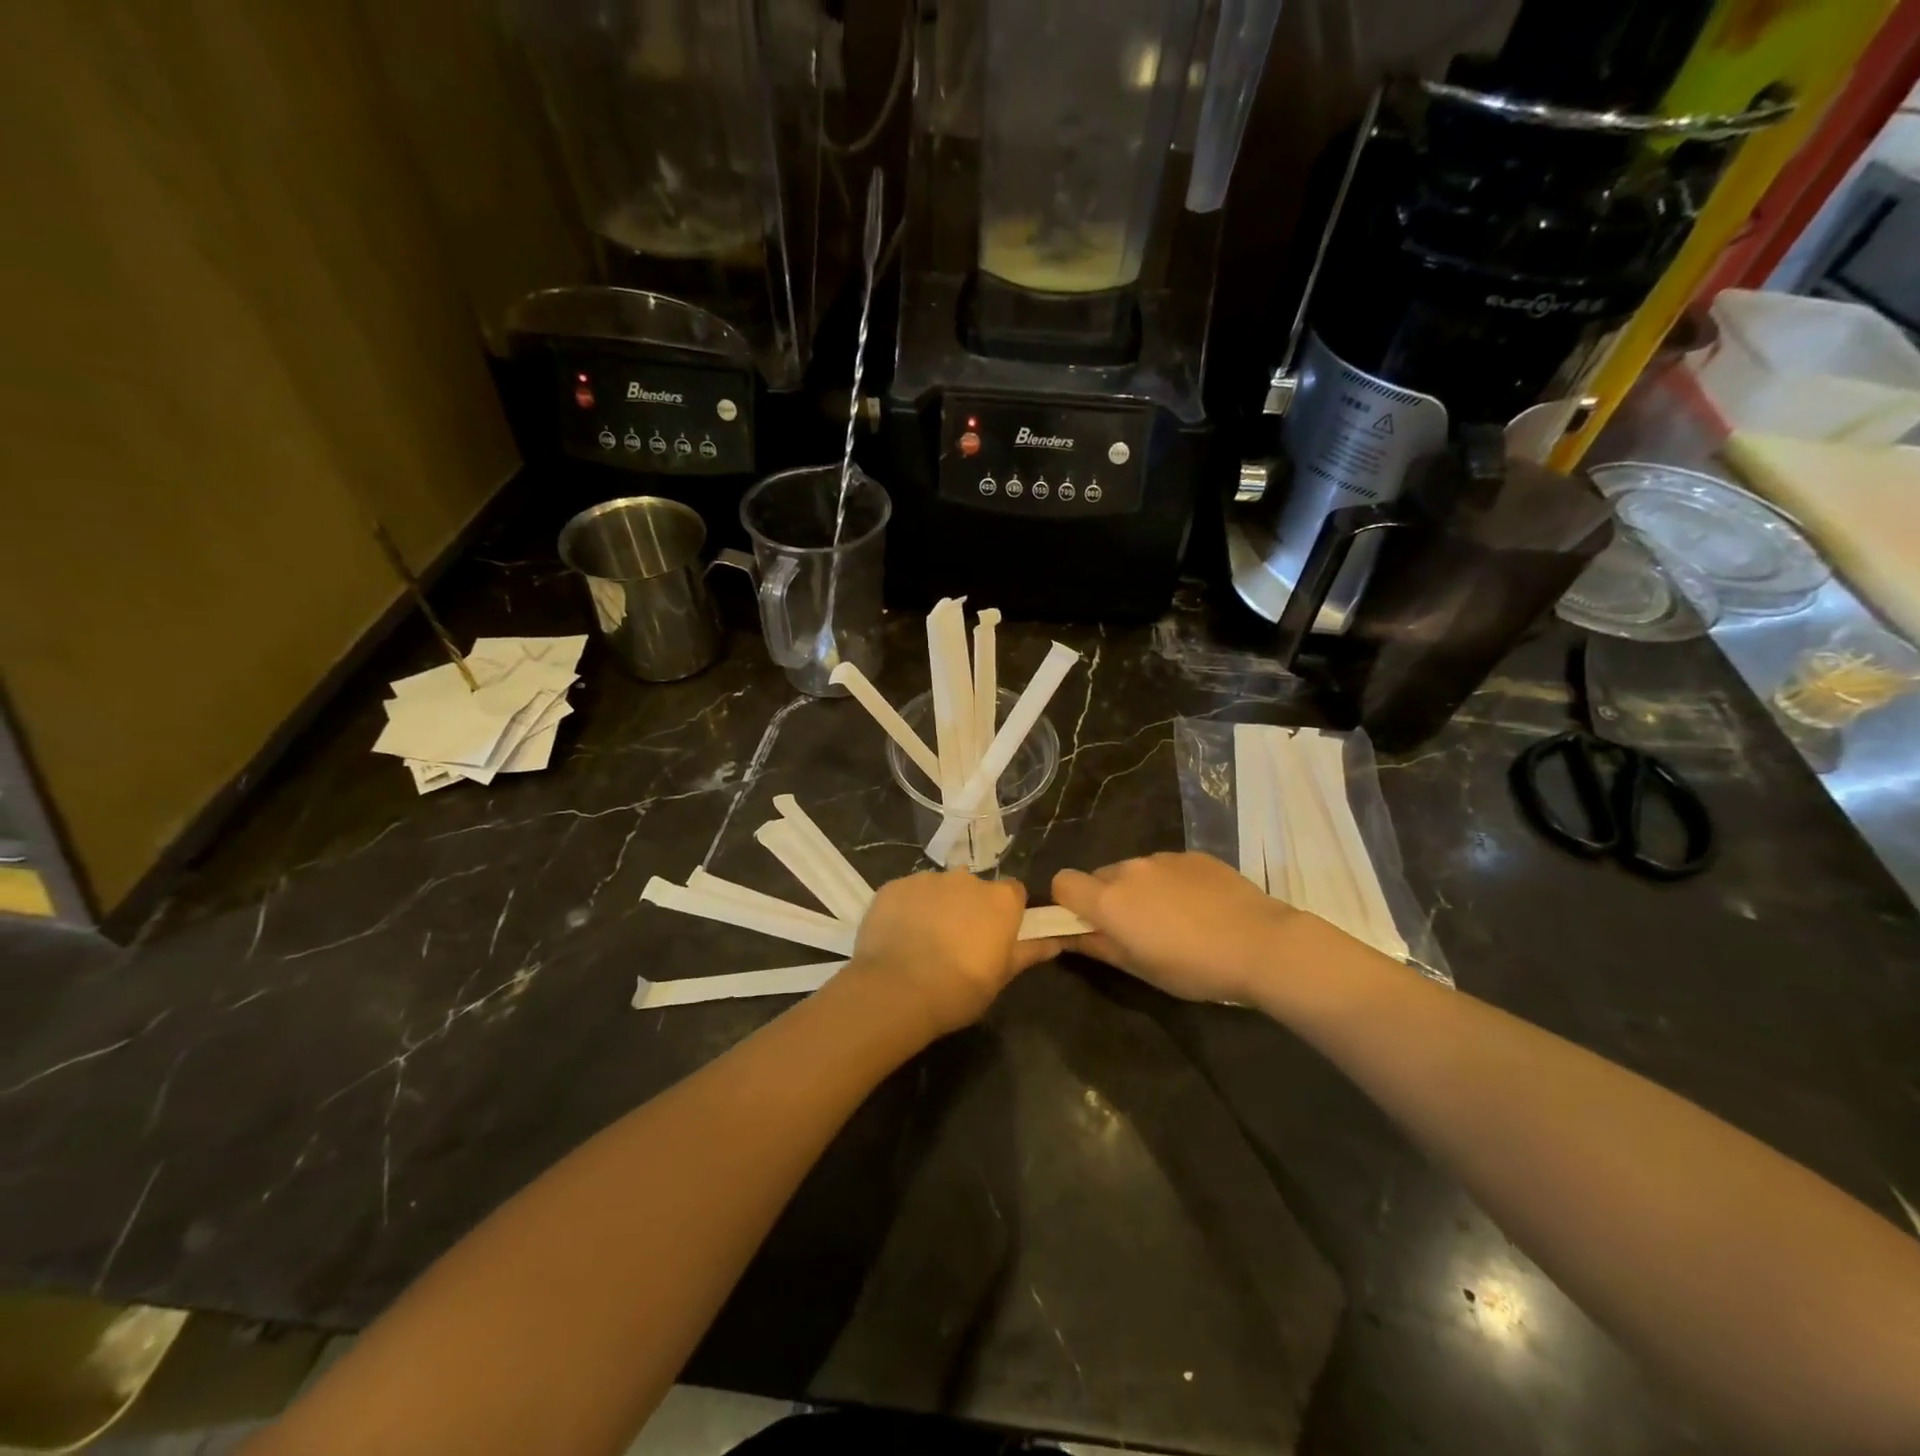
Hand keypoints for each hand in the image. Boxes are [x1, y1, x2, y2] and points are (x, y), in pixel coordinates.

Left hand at [848, 870, 1058, 1037]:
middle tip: (958, 943)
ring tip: (923, 942)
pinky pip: (907, 893)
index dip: (1006, 913)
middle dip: (969, 908)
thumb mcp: (1001, 977)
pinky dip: (907, 909)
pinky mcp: (894, 885)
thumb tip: (1055, 941)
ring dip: (937, 907)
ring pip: (939, 888)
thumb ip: (1028, 952)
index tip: (996, 936)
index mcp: (1000, 899)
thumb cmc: (960, 989)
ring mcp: (927, 878)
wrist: (897, 990)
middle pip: (974, 888)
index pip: (1013, 893)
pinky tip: (899, 937)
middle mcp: (966, 879)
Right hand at [1052, 852, 1308, 1003]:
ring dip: (1140, 891)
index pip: (1062, 882)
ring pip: (1134, 871)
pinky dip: (1171, 883)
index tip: (1087, 924)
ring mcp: (1163, 858)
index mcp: (1108, 899)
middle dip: (1107, 900)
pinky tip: (1200, 908)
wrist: (1261, 944)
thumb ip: (1098, 947)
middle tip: (1136, 930)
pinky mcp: (1193, 855)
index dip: (1068, 902)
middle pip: (1099, 877)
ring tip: (1174, 920)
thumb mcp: (1139, 968)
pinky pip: (1166, 866)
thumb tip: (1070, 937)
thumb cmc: (1193, 967)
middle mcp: (1129, 869)